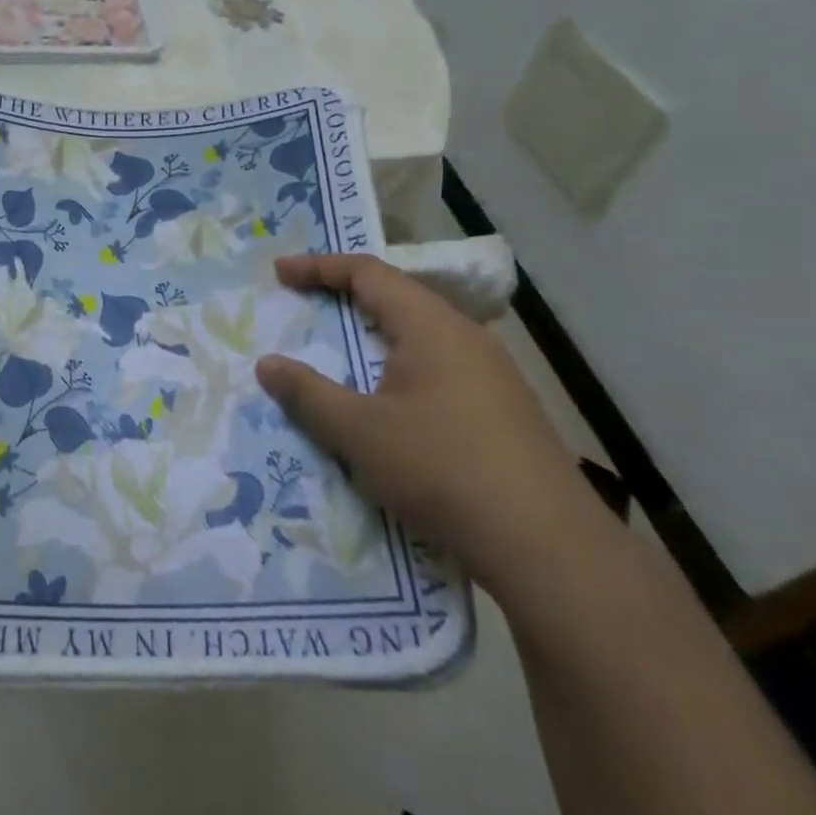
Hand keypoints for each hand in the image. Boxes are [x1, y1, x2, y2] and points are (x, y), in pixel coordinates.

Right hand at [255, 253, 603, 593]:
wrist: (548, 547)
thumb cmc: (442, 469)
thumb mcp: (359, 432)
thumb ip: (308, 394)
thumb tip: (266, 364)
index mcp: (430, 326)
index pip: (368, 273)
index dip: (319, 267)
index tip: (280, 273)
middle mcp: (466, 337)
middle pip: (397, 298)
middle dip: (347, 298)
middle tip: (306, 307)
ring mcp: (493, 374)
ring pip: (421, 336)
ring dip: (376, 337)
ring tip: (343, 355)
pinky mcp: (505, 411)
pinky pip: (440, 369)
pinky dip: (401, 369)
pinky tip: (392, 406)